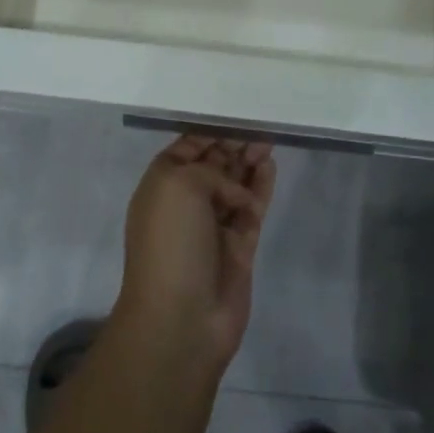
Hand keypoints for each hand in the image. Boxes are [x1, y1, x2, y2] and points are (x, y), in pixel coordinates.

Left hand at [113, 135, 276, 373]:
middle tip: (258, 125)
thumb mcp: (179, 185)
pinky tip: (270, 166)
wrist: (181, 318)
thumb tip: (232, 191)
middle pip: (214, 165)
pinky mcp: (239, 248)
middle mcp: (187, 203)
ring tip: (268, 140)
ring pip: (235, 185)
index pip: (187, 149)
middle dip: (233, 144)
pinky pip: (251, 209)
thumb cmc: (171, 242)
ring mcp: (214, 226)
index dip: (209, 132)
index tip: (234, 113)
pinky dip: (260, 188)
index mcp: (163, 185)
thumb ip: (208, 171)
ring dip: (249, 162)